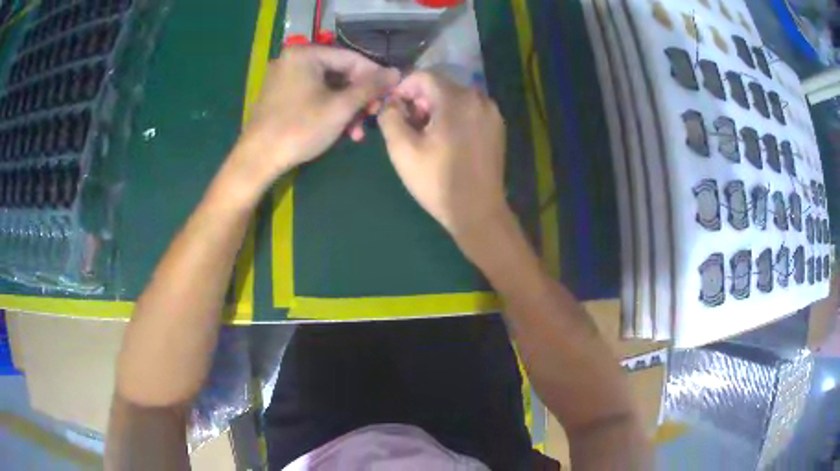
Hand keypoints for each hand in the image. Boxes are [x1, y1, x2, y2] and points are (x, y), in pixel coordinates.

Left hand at [232, 46, 399, 186]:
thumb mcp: (340, 107)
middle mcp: (293, 60)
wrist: (258, 159)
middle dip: (359, 97)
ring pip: (328, 87)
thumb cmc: (299, 129)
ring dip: (347, 108)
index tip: (391, 94)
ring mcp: (285, 77)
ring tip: (357, 131)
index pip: (351, 58)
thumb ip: (370, 87)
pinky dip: (329, 109)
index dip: (375, 76)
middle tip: (373, 116)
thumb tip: (396, 73)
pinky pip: (314, 95)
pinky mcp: (281, 95)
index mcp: (305, 54)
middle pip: (339, 73)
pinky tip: (341, 129)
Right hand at [378, 71, 510, 241]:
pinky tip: (447, 139)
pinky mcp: (497, 127)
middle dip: (419, 99)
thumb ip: (390, 117)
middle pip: (441, 85)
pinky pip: (470, 110)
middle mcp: (479, 99)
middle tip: (408, 125)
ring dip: (436, 108)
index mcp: (456, 100)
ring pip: (456, 97)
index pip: (424, 76)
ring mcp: (492, 113)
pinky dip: (454, 116)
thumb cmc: (437, 181)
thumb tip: (391, 103)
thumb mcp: (402, 150)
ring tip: (426, 134)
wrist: (478, 211)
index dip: (403, 88)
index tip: (393, 108)